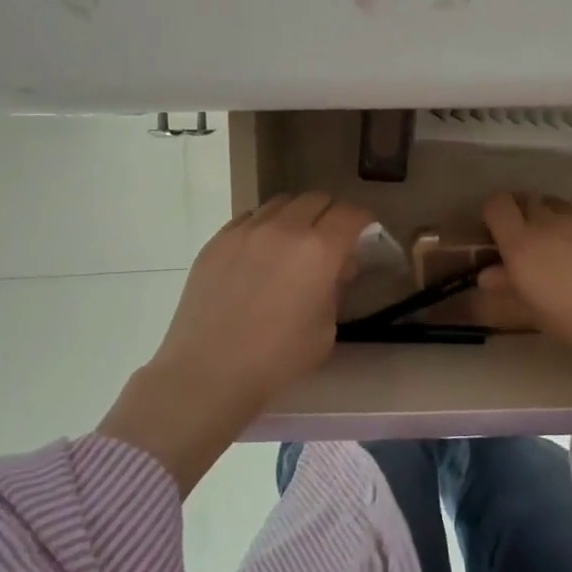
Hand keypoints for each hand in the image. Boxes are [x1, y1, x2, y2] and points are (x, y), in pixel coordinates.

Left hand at [99, 192, 373, 493]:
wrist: (208, 372)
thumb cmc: (276, 360)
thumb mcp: (325, 331)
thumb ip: (336, 289)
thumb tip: (336, 267)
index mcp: (319, 250)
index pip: (350, 214)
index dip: (363, 220)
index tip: (364, 232)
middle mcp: (284, 228)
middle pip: (317, 199)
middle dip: (331, 214)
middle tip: (331, 239)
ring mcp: (246, 230)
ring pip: (282, 202)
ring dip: (297, 216)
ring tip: (293, 243)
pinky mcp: (218, 239)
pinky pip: (250, 217)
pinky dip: (265, 226)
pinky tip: (260, 253)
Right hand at [472, 193, 571, 361]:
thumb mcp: (541, 316)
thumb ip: (510, 292)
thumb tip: (488, 276)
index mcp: (522, 244)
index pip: (496, 205)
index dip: (496, 215)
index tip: (501, 235)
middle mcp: (547, 220)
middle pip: (527, 201)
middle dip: (527, 217)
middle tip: (537, 248)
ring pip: (559, 207)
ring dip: (558, 222)